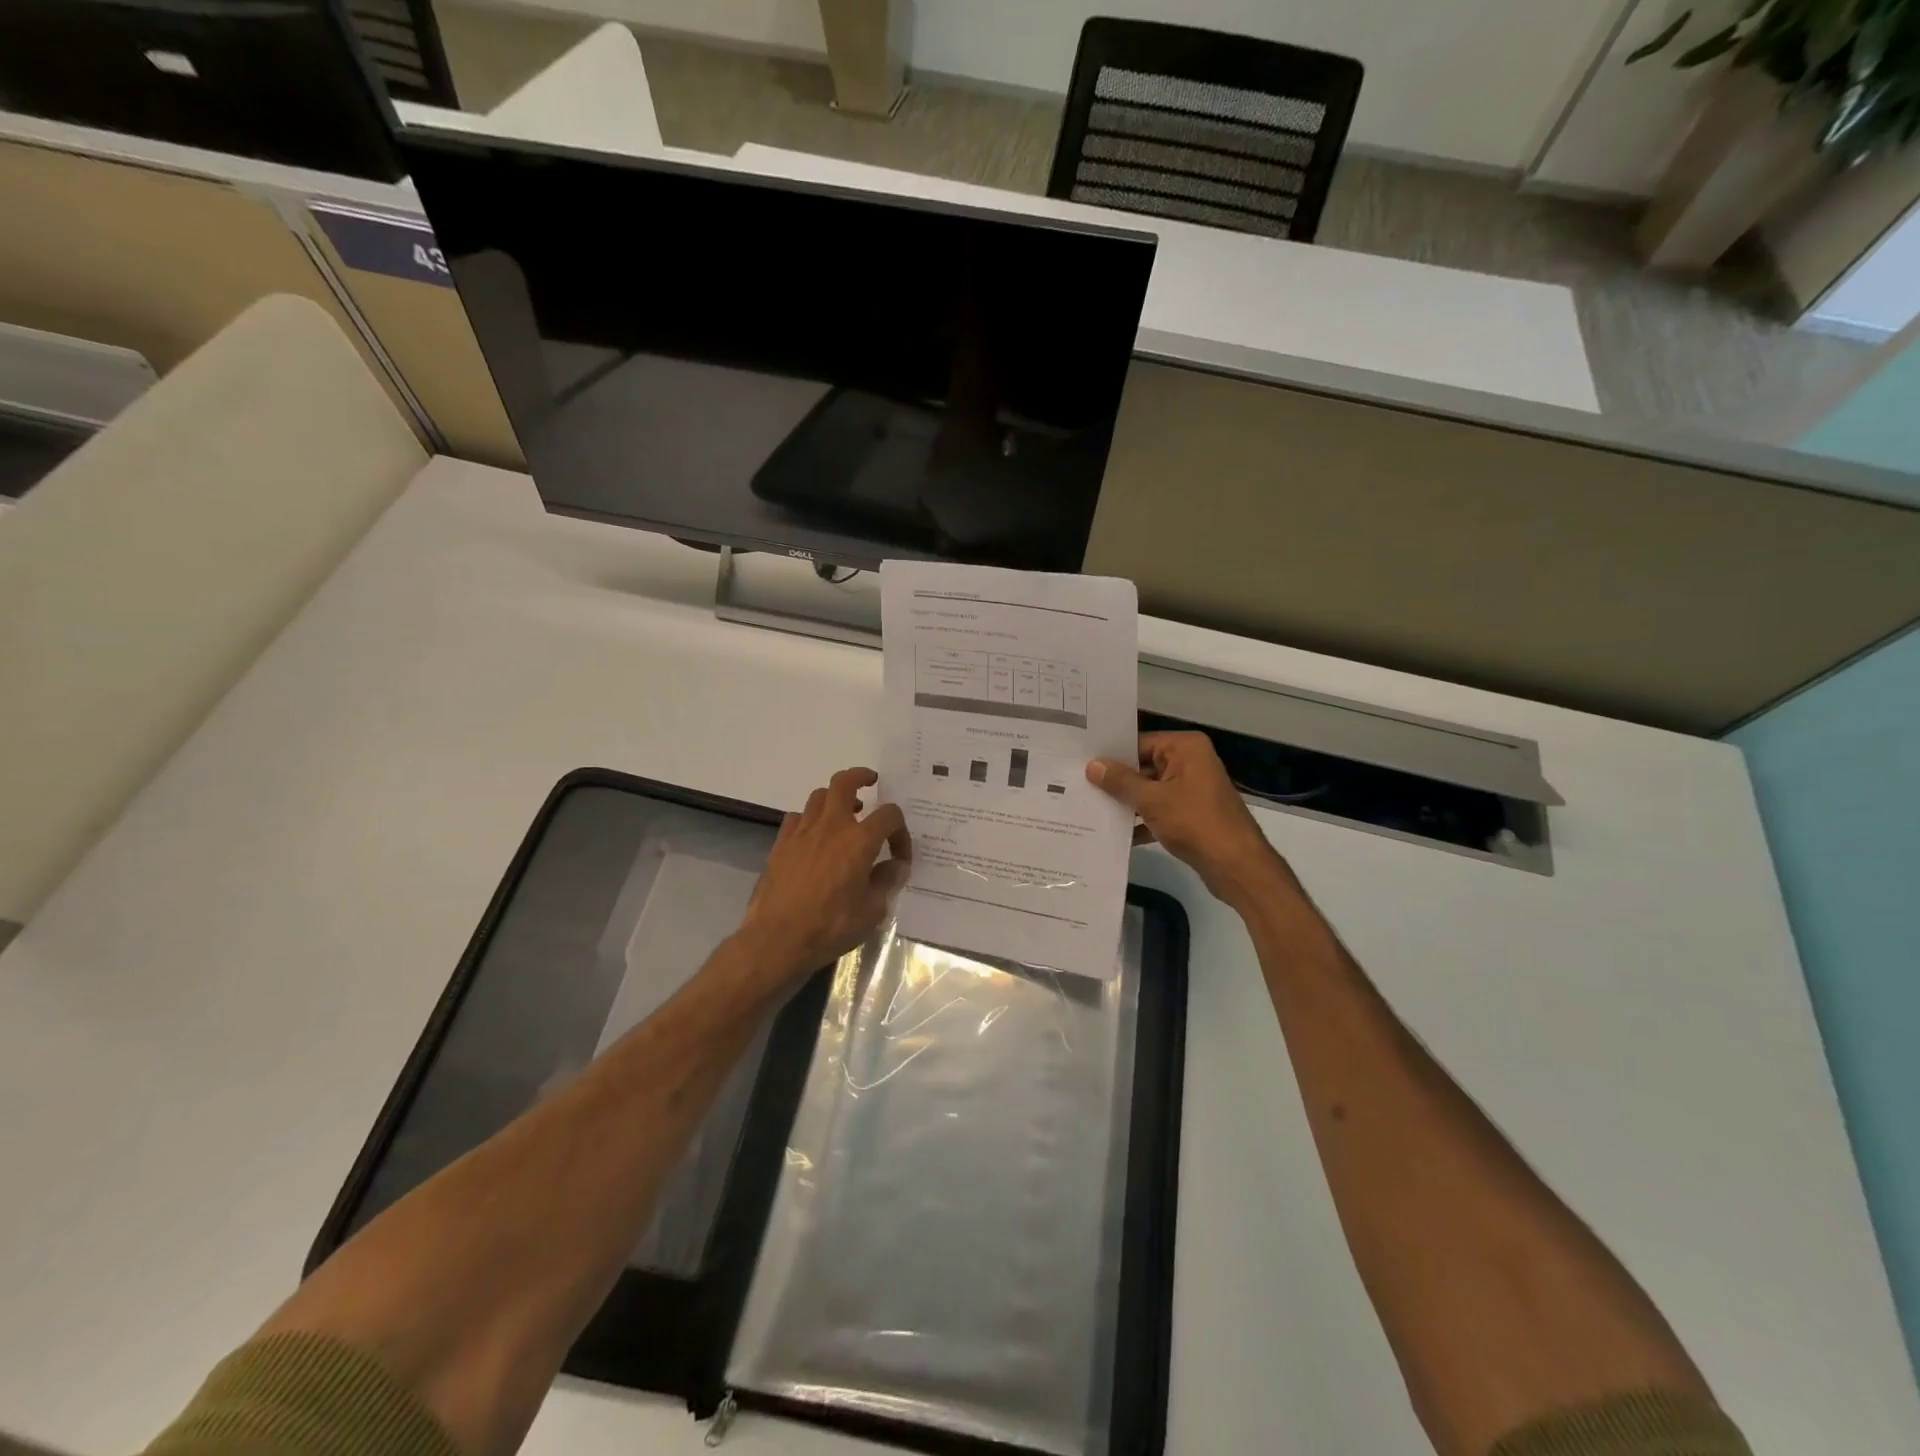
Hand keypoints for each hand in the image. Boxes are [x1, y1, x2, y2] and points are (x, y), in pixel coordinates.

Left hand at [739, 767, 911, 981]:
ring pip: (819, 796)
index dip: (900, 831)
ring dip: (835, 798)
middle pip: (844, 783)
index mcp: (860, 841)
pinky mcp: (781, 844)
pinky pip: (797, 817)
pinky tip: (813, 836)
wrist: (777, 939)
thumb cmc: (831, 927)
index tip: (900, 855)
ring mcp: (802, 832)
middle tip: (870, 783)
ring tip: (844, 813)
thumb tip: (895, 866)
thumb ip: (887, 882)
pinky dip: (809, 819)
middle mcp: (831, 827)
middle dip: (860, 777)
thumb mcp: (871, 911)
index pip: (889, 816)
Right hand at [1088, 732, 1290, 909]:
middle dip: (1116, 781)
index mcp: (1185, 748)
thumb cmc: (1195, 823)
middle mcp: (1191, 761)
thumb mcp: (1152, 800)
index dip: (1112, 756)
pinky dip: (1141, 820)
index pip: (1139, 743)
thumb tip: (1093, 766)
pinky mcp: (1191, 813)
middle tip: (1079, 786)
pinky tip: (1114, 834)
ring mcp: (1192, 788)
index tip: (1081, 764)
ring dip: (1126, 803)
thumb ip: (1121, 782)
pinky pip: (1159, 809)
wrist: (1236, 866)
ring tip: (1089, 808)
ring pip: (1150, 790)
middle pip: (1144, 766)